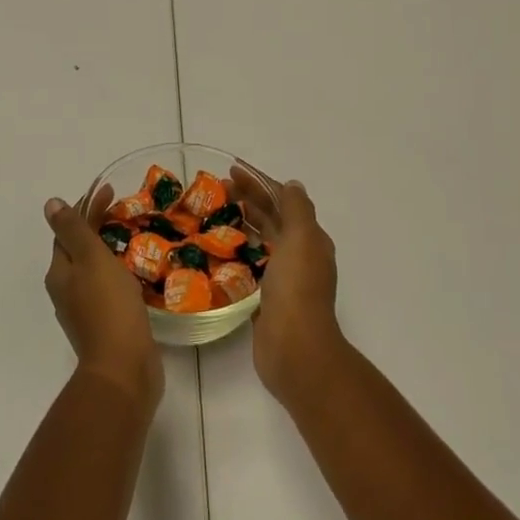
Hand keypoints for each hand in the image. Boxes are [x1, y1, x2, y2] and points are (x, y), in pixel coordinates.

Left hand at [43, 193, 162, 410]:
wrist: (123, 369)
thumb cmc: (108, 306)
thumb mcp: (90, 259)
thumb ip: (73, 230)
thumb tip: (50, 204)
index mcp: (59, 273)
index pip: (67, 230)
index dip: (87, 208)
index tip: (111, 192)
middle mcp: (66, 290)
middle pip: (80, 249)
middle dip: (99, 227)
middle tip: (127, 212)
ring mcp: (85, 310)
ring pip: (95, 270)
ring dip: (110, 251)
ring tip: (137, 238)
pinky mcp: (106, 326)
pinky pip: (110, 290)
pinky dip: (120, 274)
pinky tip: (138, 273)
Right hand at [229, 167, 344, 404]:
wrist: (295, 349)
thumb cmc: (297, 288)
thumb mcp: (301, 238)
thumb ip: (297, 209)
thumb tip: (292, 184)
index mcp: (310, 239)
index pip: (283, 200)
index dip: (259, 182)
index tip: (231, 170)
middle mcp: (298, 256)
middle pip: (270, 219)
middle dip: (246, 200)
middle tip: (214, 189)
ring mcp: (282, 279)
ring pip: (259, 242)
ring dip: (239, 224)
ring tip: (210, 214)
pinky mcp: (264, 300)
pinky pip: (248, 268)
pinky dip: (234, 254)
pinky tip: (214, 251)